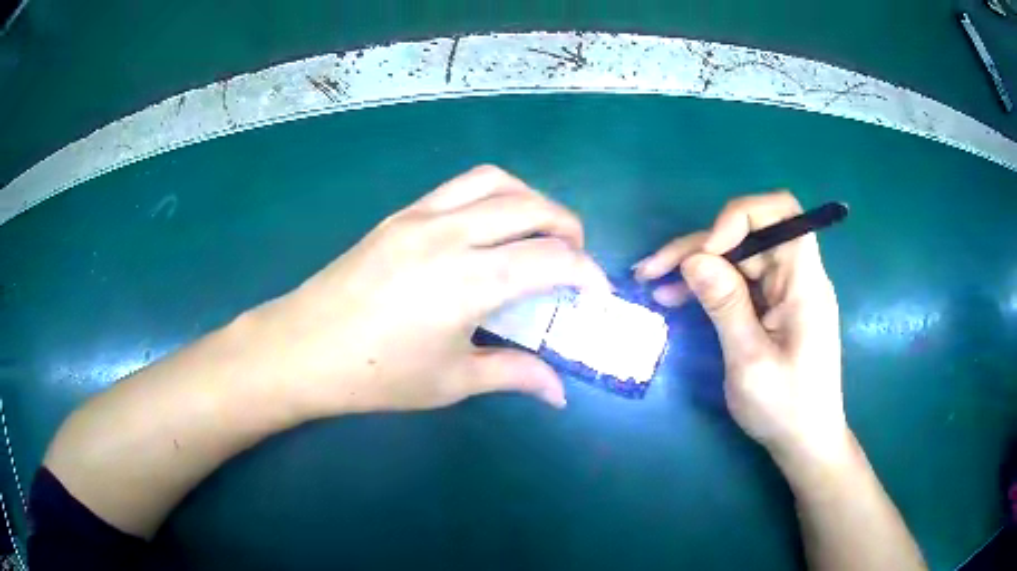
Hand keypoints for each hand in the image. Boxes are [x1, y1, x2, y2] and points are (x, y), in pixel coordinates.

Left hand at [250, 166, 608, 417]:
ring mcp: (421, 215)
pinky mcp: (401, 213)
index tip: (597, 294)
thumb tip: (559, 392)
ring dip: (531, 200)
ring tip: (538, 233)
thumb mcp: (451, 381)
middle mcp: (450, 234)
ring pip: (495, 181)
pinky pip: (461, 186)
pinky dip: (493, 195)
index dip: (587, 274)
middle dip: (569, 227)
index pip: (551, 260)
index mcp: (467, 281)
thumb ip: (514, 375)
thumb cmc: (376, 374)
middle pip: (532, 206)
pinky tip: (490, 228)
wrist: (303, 347)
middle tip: (576, 259)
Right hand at [634, 192, 848, 467]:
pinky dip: (707, 286)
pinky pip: (739, 282)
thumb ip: (726, 305)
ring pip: (738, 257)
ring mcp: (784, 292)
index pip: (781, 213)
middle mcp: (797, 277)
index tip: (706, 250)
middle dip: (700, 245)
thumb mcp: (750, 362)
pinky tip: (675, 297)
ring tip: (653, 281)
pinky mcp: (773, 307)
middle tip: (652, 269)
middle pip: (749, 234)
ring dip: (696, 264)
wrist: (805, 442)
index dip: (740, 216)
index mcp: (804, 283)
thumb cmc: (785, 409)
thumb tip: (694, 258)